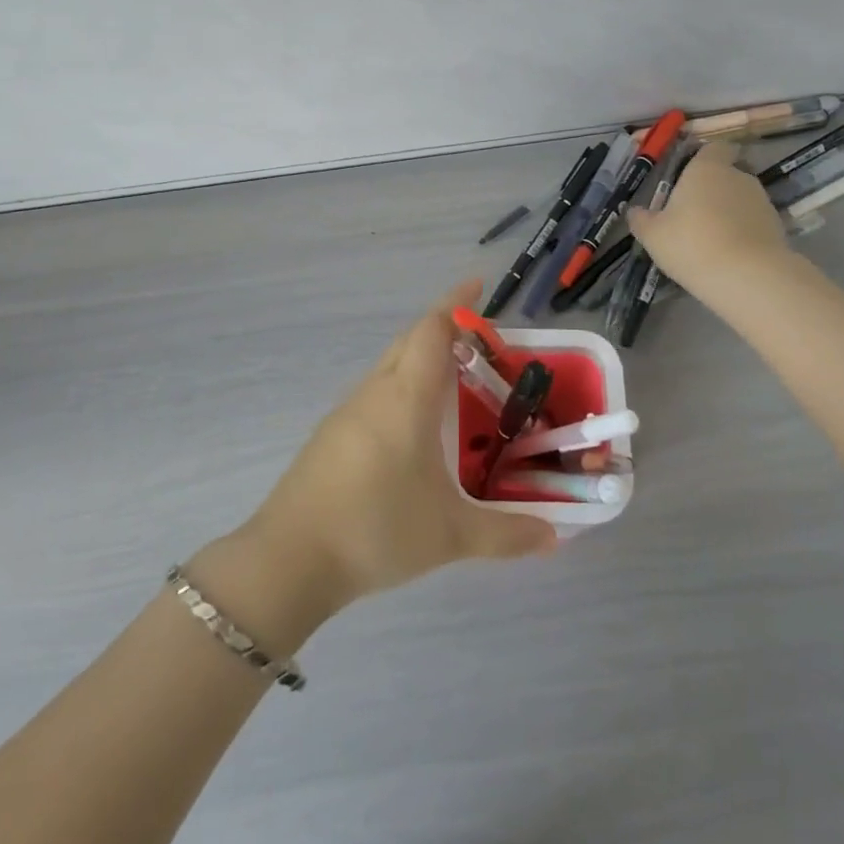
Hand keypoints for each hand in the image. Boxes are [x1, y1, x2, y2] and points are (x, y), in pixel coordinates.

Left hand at [238, 283, 557, 613]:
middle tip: (481, 344)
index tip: (479, 285)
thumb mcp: (450, 535)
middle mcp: (375, 391)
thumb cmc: (377, 528)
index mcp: (406, 397)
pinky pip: (375, 393)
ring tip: (455, 384)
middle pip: (410, 340)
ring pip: (390, 366)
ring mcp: (347, 411)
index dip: (456, 303)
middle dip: (443, 329)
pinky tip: (415, 428)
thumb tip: (553, 537)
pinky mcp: (331, 435)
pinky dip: (402, 389)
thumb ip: (505, 534)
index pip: (432, 330)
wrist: (290, 557)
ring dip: (420, 360)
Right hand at [628, 142, 789, 297]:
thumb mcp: (653, 235)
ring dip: (729, 212)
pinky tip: (729, 254)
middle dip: (713, 190)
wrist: (747, 276)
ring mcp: (762, 201)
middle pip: (727, 174)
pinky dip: (743, 232)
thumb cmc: (691, 244)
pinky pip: (753, 223)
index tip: (690, 176)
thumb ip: (642, 219)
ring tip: (711, 239)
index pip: (714, 148)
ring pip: (741, 199)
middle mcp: (738, 177)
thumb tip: (635, 211)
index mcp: (706, 169)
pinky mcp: (777, 226)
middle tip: (692, 214)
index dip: (704, 158)